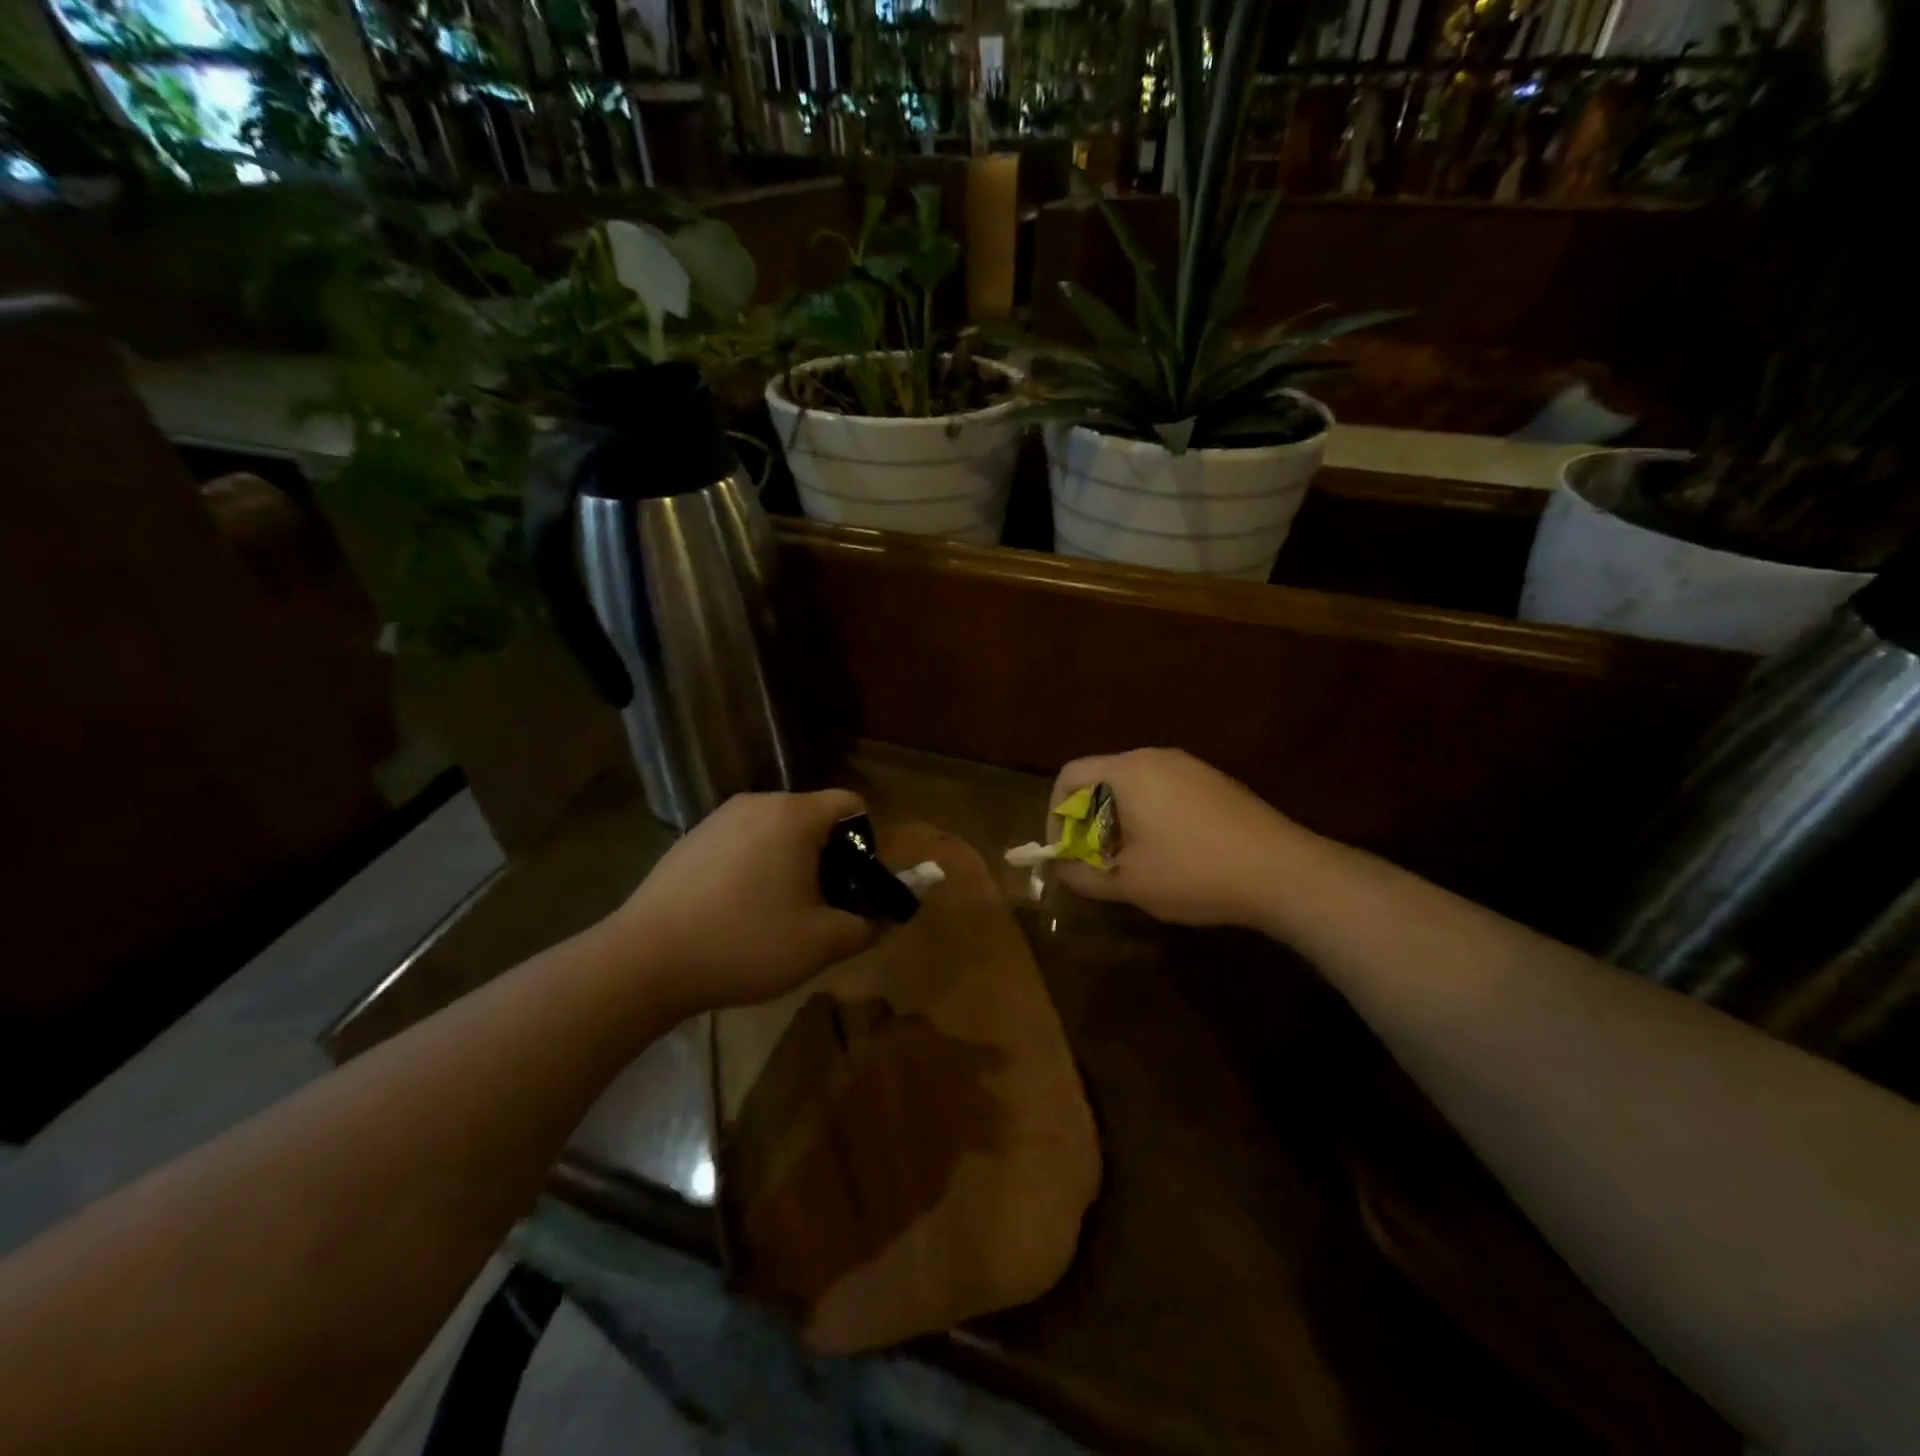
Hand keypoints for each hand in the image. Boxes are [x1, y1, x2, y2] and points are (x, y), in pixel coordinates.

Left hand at [607, 789, 880, 1012]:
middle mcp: (758, 803)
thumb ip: (869, 925)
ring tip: (777, 914)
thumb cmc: (745, 944)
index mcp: (794, 815)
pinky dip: (754, 867)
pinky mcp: (691, 838)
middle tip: (820, 907)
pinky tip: (735, 911)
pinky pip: (742, 842)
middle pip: (813, 817)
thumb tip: (887, 916)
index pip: (851, 803)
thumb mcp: (821, 944)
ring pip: (776, 831)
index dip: (866, 842)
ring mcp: (718, 818)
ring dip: (790, 863)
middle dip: (828, 857)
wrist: (644, 961)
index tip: (854, 886)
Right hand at [1049, 748, 1300, 926]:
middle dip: (1088, 820)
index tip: (1065, 850)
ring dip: (1119, 821)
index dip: (1055, 814)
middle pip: (1102, 778)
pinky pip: (1165, 792)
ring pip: (1135, 787)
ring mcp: (1191, 767)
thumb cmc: (1194, 872)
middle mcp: (1156, 757)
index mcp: (1128, 771)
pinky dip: (1151, 818)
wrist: (1284, 872)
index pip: (1069, 776)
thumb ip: (1082, 873)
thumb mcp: (1128, 882)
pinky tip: (1171, 855)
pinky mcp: (1216, 783)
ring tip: (1130, 862)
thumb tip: (1062, 867)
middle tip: (1094, 860)